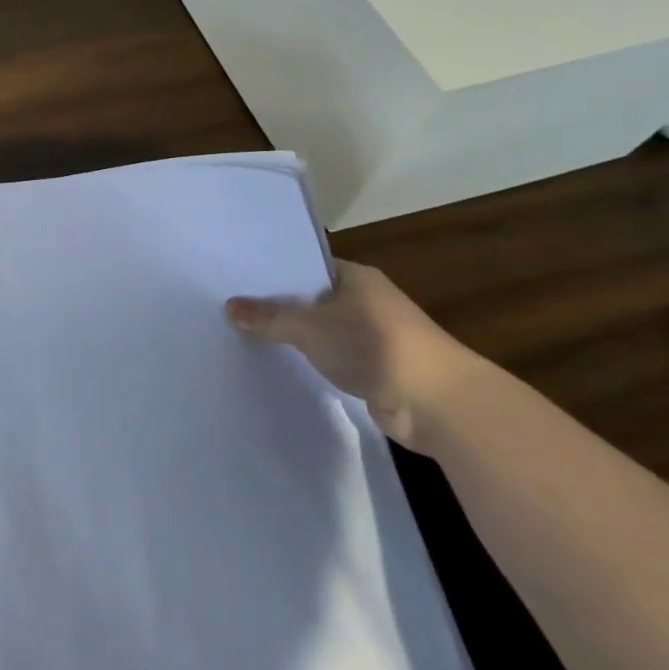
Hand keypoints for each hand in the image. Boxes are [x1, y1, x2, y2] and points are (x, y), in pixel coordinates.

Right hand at [225, 261, 478, 448]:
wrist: (439, 403)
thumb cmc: (374, 345)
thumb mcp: (310, 327)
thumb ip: (269, 316)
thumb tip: (229, 306)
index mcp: (354, 277)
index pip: (304, 266)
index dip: (272, 272)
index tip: (236, 279)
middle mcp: (365, 300)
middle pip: (310, 298)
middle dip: (277, 306)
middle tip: (231, 308)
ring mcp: (372, 335)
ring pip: (320, 329)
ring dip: (294, 336)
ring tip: (246, 335)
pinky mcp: (374, 367)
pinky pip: (332, 356)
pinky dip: (311, 360)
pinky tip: (281, 363)